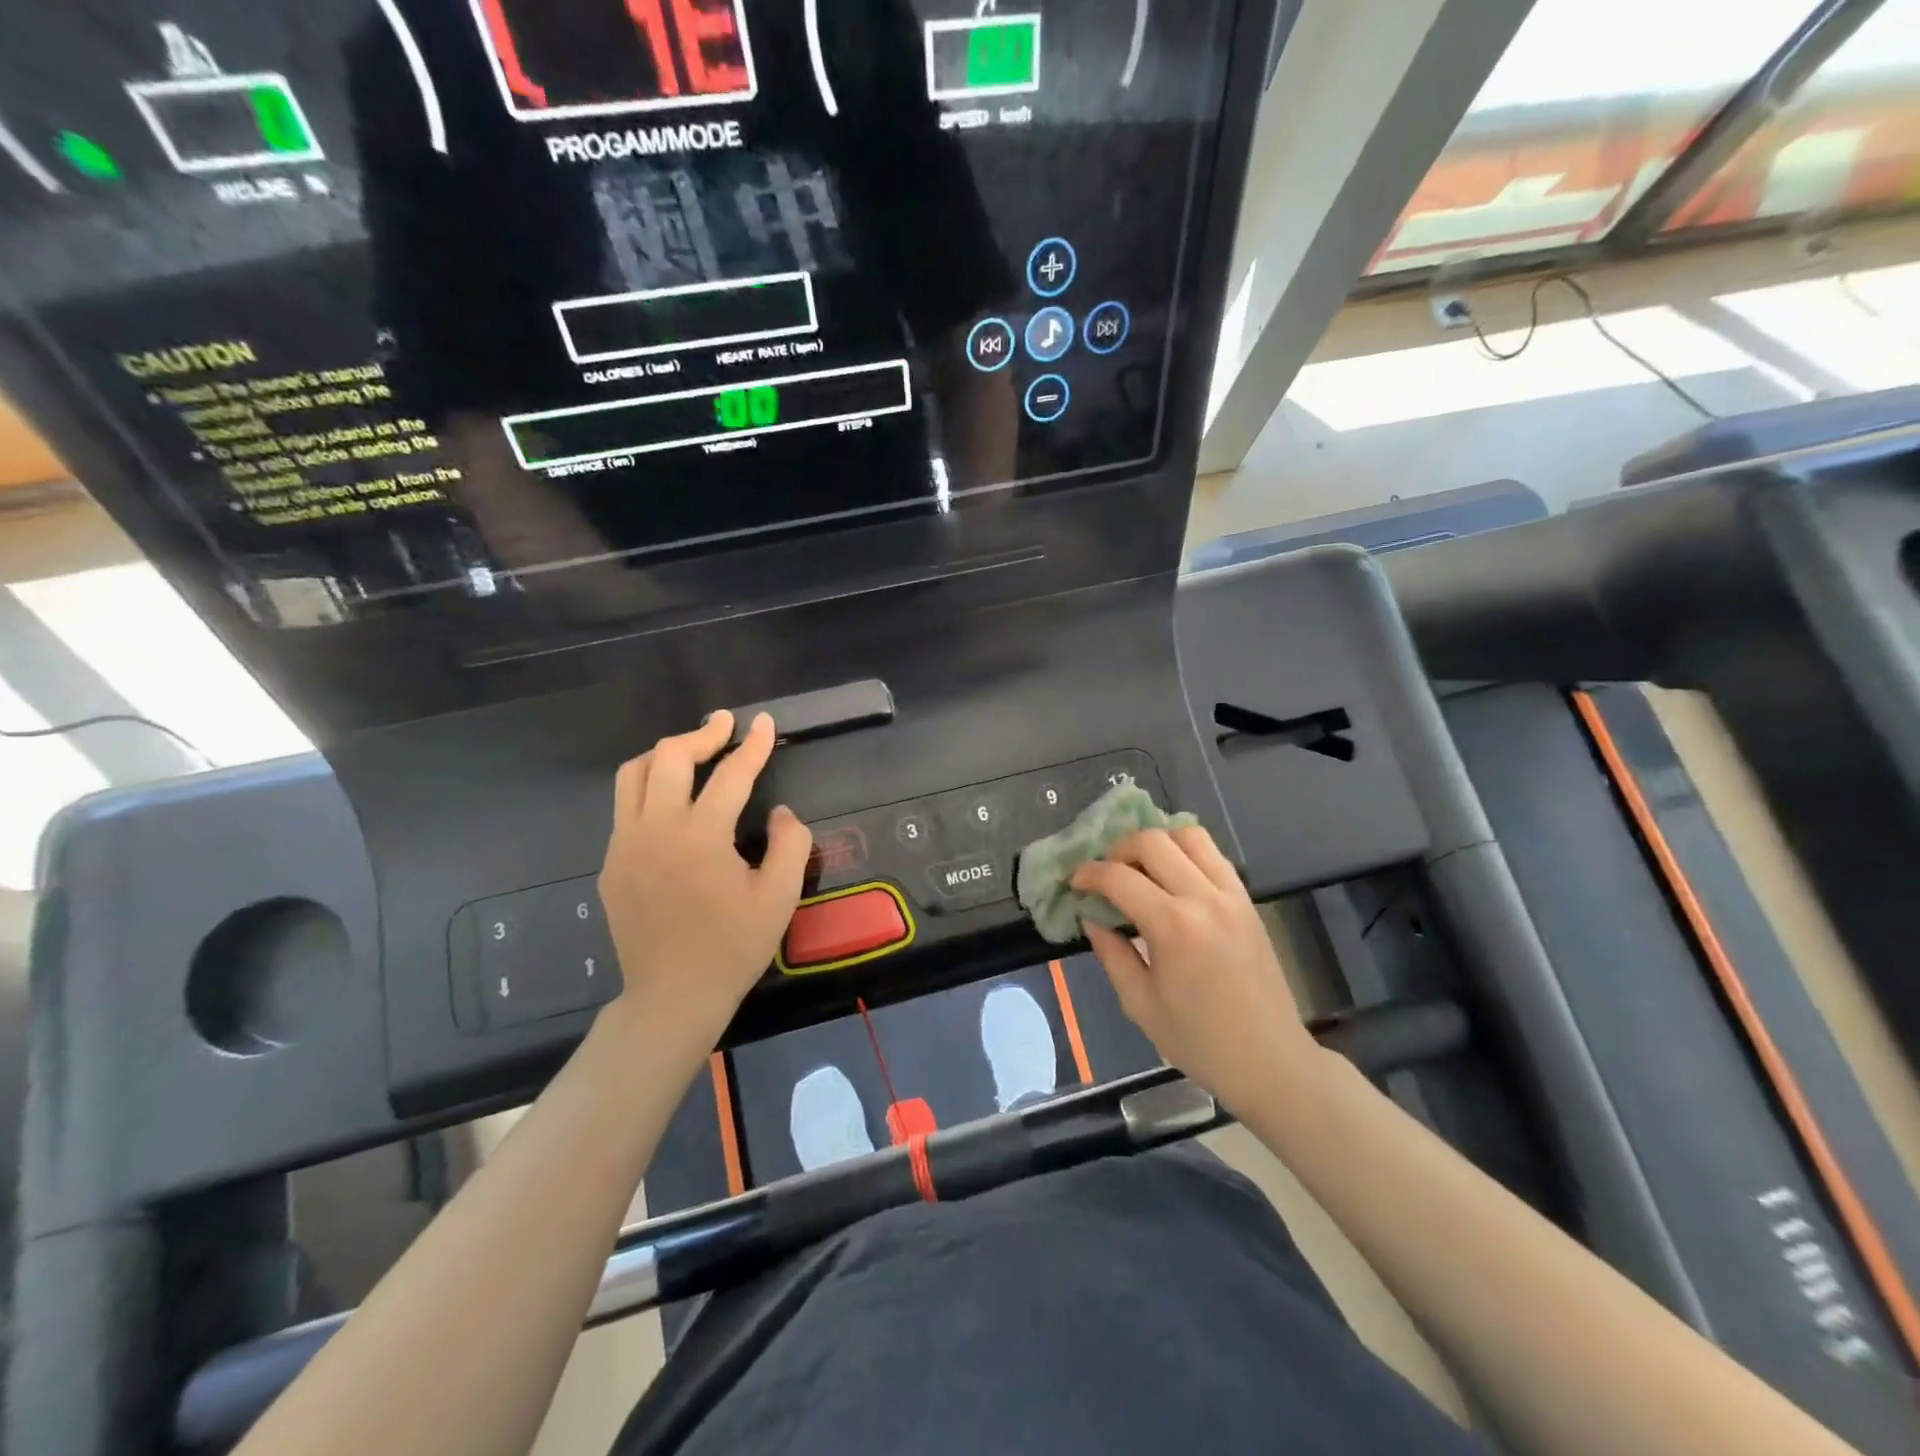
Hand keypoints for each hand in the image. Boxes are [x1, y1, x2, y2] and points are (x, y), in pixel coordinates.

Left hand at [598, 711, 811, 1050]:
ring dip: (665, 754)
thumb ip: (790, 844)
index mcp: (700, 836)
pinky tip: (672, 804)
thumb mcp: (779, 897)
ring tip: (693, 753)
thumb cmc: (733, 948)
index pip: (730, 774)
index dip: (753, 745)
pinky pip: (625, 808)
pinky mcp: (611, 864)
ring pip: (633, 775)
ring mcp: (625, 845)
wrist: (672, 996)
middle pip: (668, 757)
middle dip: (701, 734)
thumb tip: (780, 813)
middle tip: (726, 727)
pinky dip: (650, 789)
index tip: (766, 723)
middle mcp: (655, 830)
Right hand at [1072, 827, 1324, 1114]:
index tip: (1075, 883)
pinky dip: (1187, 852)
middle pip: (1153, 841)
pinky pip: (1214, 855)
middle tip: (1106, 874)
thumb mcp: (1140, 1004)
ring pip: (1189, 835)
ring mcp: (1231, 895)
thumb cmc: (1200, 1041)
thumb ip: (1112, 953)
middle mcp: (1204, 899)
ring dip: (1157, 843)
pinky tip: (1172, 876)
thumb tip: (1092, 917)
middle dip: (1119, 849)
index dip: (1090, 874)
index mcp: (1173, 927)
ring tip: (1141, 868)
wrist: (1270, 1061)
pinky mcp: (1247, 900)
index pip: (1120, 877)